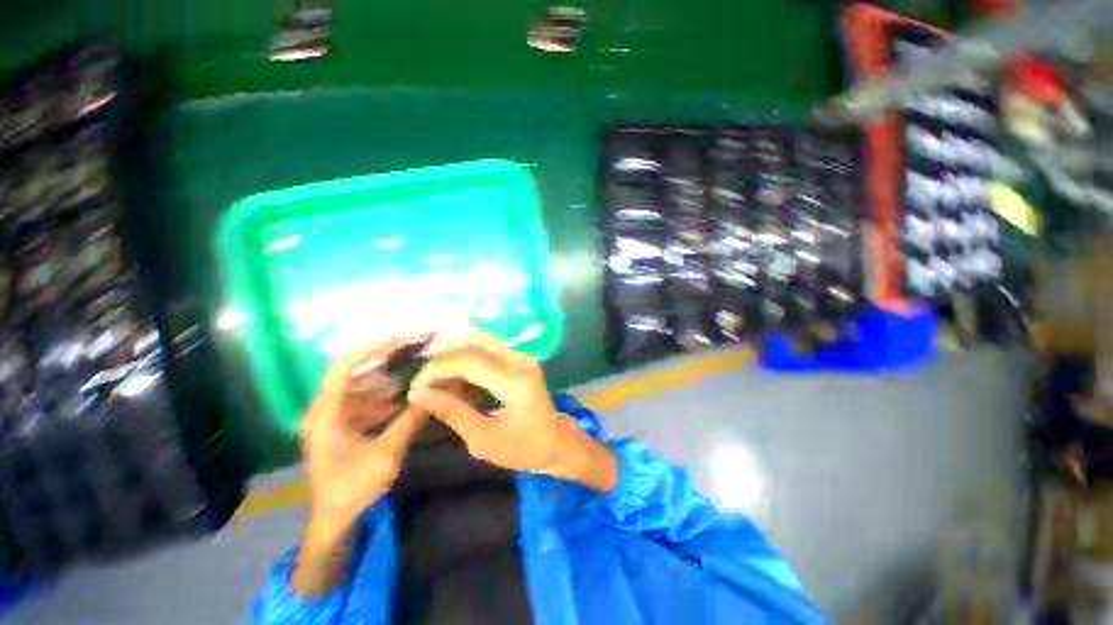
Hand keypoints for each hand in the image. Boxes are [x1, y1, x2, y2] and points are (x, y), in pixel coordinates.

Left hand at [301, 340, 428, 540]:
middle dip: (386, 360)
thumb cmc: (353, 488)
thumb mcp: (386, 454)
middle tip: (416, 350)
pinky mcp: (343, 425)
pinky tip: (406, 394)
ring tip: (416, 368)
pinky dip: (386, 395)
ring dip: (389, 377)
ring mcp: (334, 417)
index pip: (344, 367)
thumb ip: (410, 420)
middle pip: (355, 372)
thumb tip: (435, 392)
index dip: (372, 349)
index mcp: (325, 413)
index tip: (403, 339)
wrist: (335, 520)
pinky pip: (366, 400)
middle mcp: (325, 409)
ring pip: (362, 386)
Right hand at [407, 329, 616, 492]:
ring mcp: (521, 356)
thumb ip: (452, 412)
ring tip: (434, 380)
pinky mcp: (519, 358)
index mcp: (515, 381)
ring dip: (453, 355)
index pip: (468, 360)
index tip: (415, 388)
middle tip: (423, 380)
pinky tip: (454, 379)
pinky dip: (466, 359)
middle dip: (442, 357)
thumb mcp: (483, 439)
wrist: (556, 442)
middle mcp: (520, 360)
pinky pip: (486, 349)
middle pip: (472, 341)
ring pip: (478, 340)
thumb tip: (417, 394)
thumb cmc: (523, 448)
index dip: (436, 369)